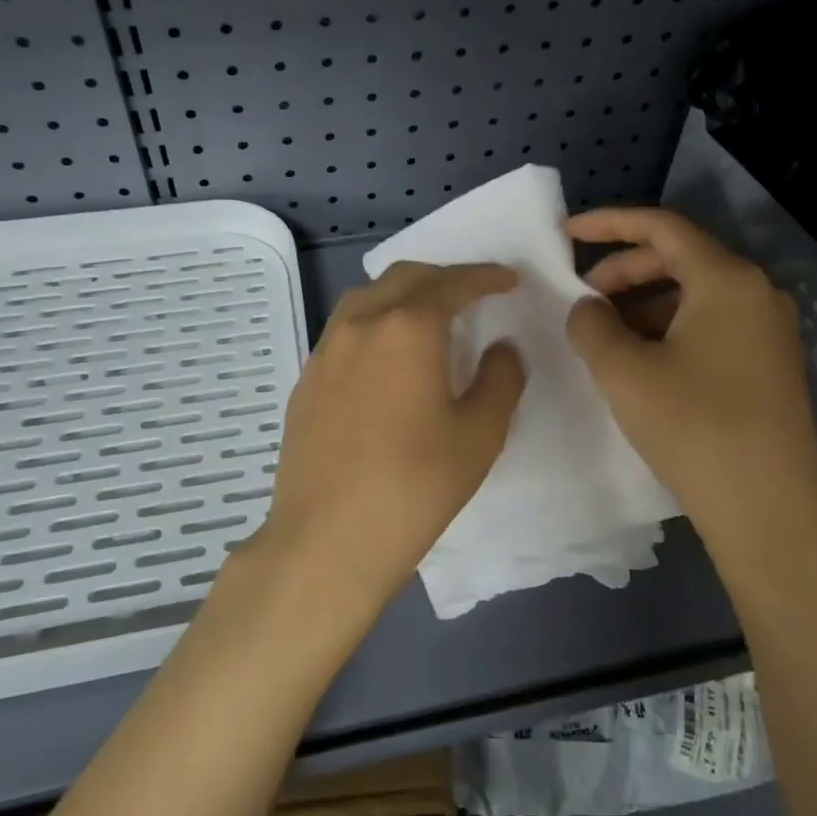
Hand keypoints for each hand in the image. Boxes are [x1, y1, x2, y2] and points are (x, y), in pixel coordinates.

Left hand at [257, 261, 526, 626]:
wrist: (326, 538)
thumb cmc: (414, 486)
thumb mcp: (479, 435)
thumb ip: (500, 379)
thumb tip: (502, 348)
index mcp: (408, 327)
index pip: (453, 284)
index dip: (486, 277)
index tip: (509, 280)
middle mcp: (363, 323)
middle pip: (406, 278)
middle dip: (444, 277)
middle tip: (474, 293)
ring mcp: (327, 348)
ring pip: (369, 296)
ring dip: (405, 292)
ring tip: (429, 315)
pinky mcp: (307, 376)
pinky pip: (346, 327)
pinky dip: (376, 320)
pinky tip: (386, 354)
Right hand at [565, 207, 816, 542]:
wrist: (769, 512)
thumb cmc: (694, 428)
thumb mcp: (623, 371)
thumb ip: (592, 324)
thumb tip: (589, 307)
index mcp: (727, 279)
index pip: (662, 227)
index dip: (608, 224)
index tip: (565, 232)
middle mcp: (757, 293)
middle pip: (679, 259)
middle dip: (623, 270)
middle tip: (582, 296)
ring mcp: (769, 330)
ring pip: (693, 295)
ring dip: (642, 303)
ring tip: (604, 336)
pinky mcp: (769, 364)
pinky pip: (710, 325)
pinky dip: (668, 329)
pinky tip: (641, 361)